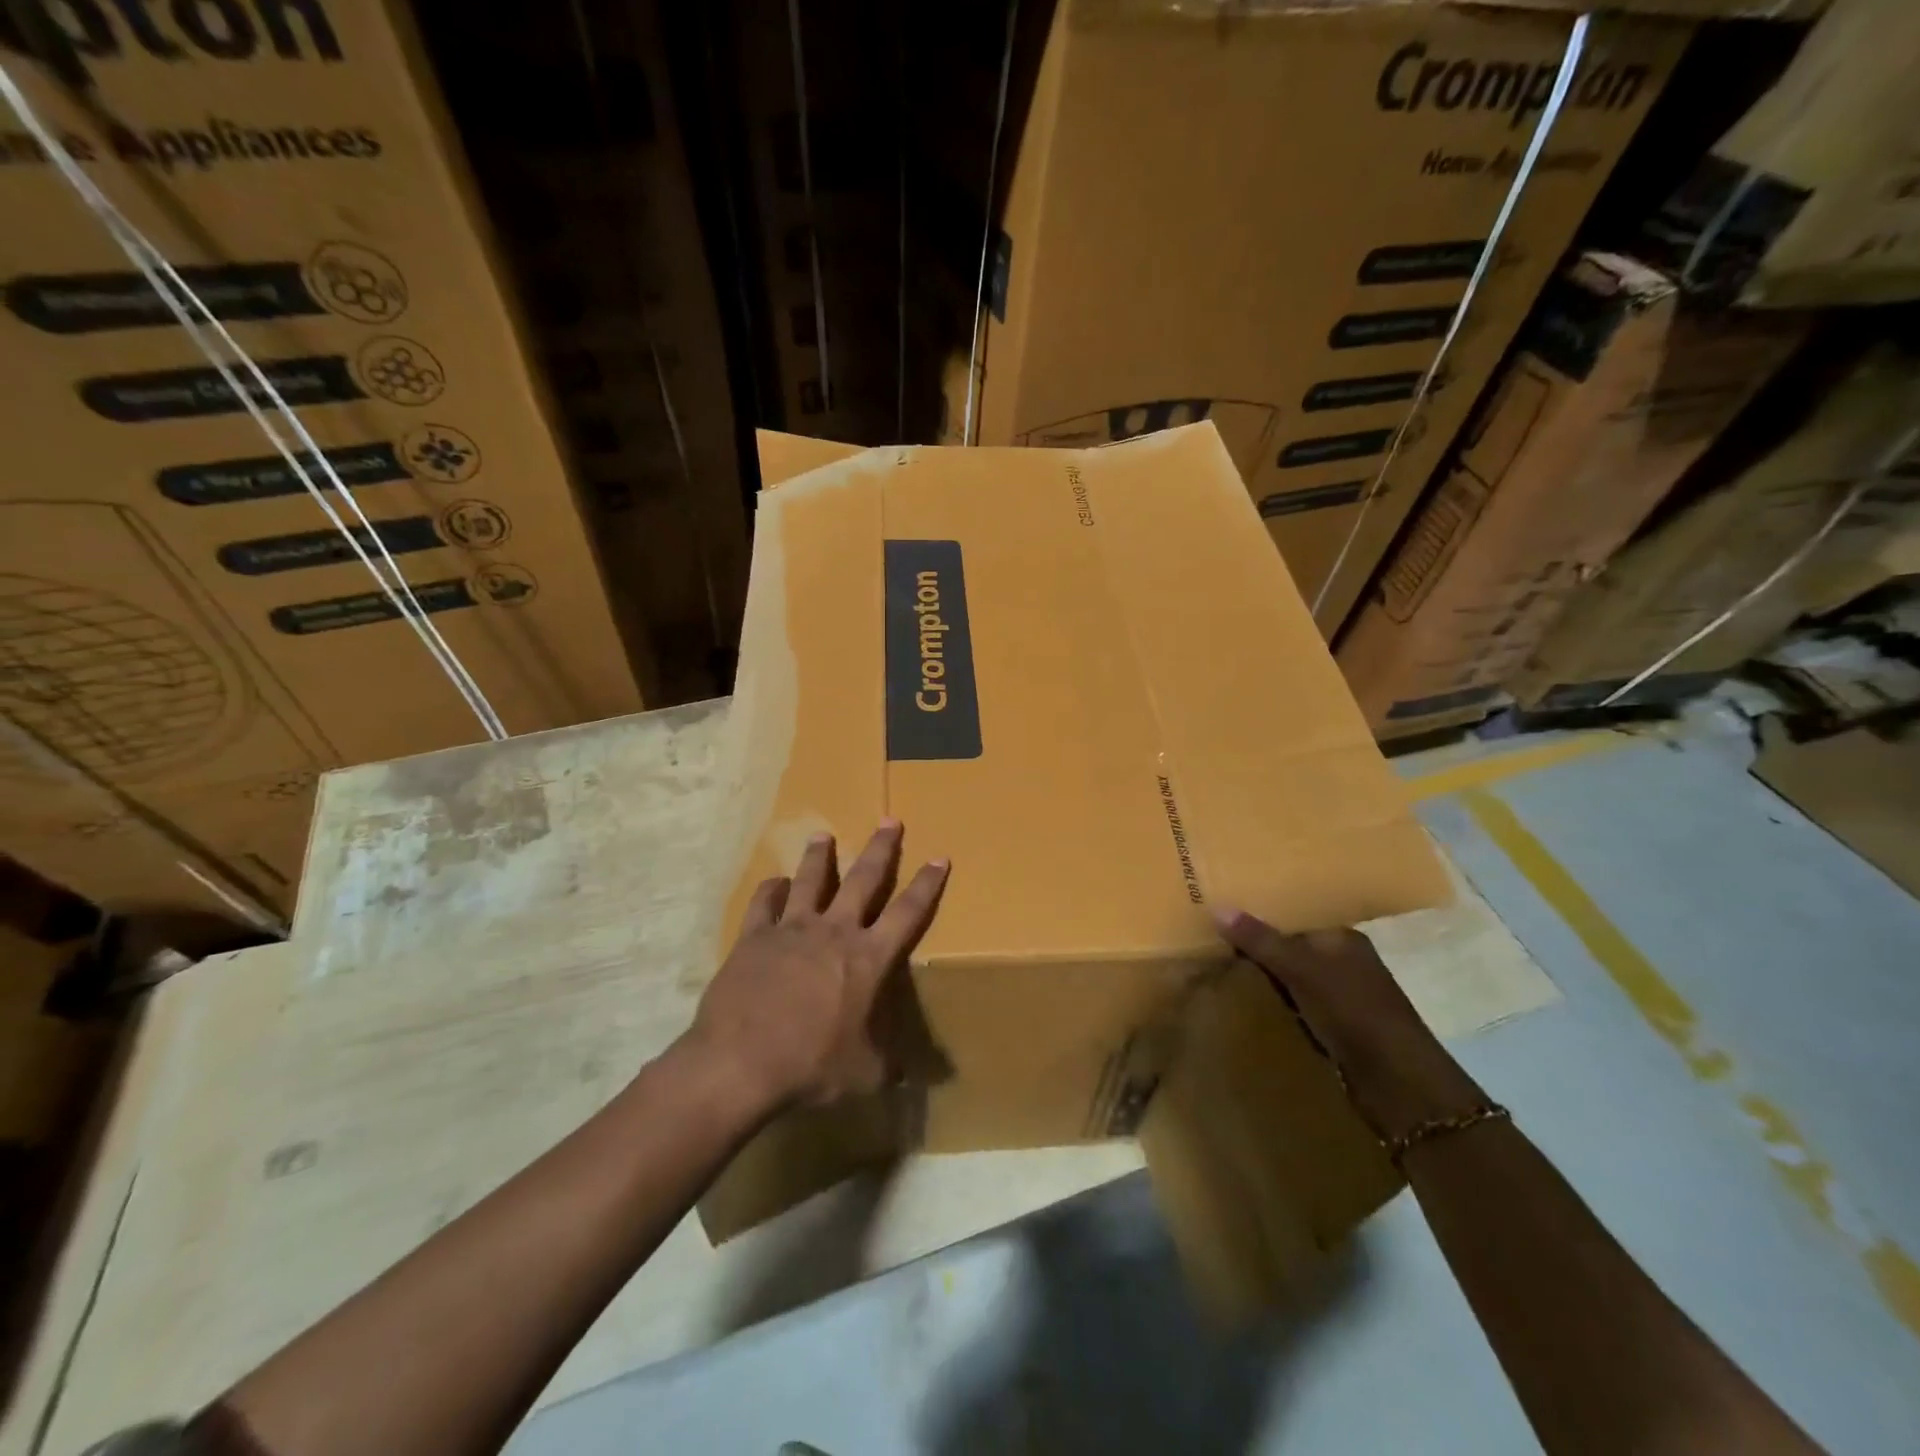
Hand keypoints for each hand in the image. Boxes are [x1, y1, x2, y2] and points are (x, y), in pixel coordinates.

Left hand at [689, 821, 948, 1115]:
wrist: (742, 1062)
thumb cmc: (813, 1066)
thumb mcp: (866, 1073)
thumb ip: (891, 1065)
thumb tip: (913, 1074)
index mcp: (869, 958)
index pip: (908, 912)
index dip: (927, 884)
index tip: (939, 857)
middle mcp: (835, 932)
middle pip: (863, 879)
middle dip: (880, 848)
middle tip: (889, 820)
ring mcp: (792, 929)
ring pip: (810, 880)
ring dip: (819, 857)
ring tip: (823, 835)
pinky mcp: (755, 937)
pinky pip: (764, 904)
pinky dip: (770, 890)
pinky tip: (774, 884)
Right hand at [1211, 908, 1486, 1144]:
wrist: (1399, 1083)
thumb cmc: (1354, 1012)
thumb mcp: (1302, 970)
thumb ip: (1261, 941)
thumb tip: (1218, 906)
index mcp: (1342, 938)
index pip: (1293, 918)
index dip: (1259, 917)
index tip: (1219, 917)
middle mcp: (1344, 962)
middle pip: (1290, 947)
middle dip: (1257, 948)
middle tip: (1210, 941)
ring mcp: (1342, 997)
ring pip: (1291, 978)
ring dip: (1265, 978)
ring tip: (1220, 969)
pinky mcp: (1337, 1028)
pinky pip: (1296, 1005)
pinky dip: (1276, 1003)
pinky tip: (1249, 1004)